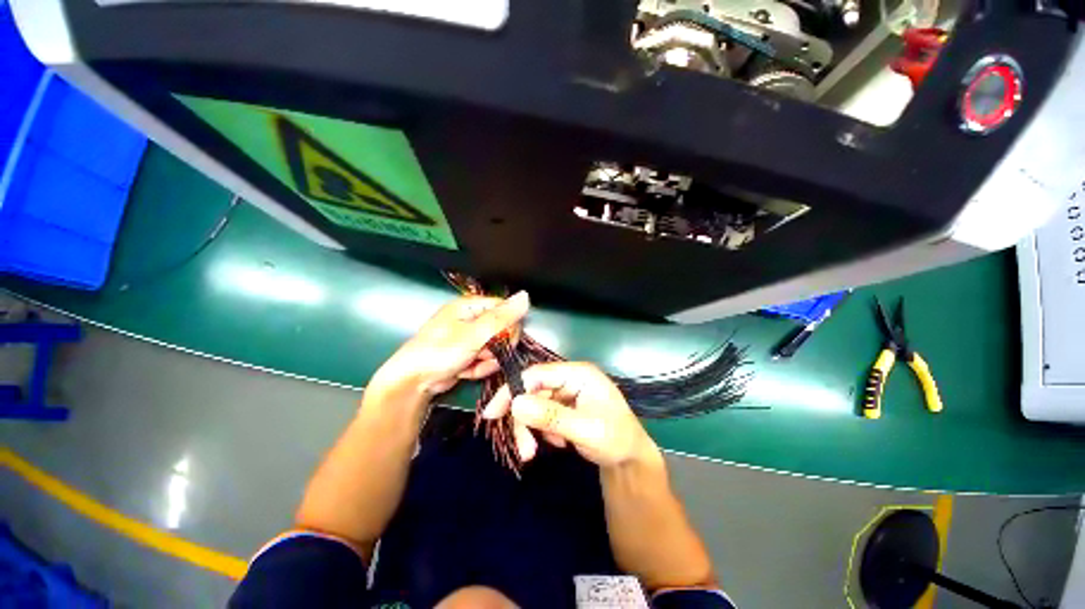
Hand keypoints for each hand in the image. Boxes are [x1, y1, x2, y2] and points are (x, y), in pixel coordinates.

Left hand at [372, 292, 530, 397]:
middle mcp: (472, 318)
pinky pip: (487, 358)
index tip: (505, 341)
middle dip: (496, 348)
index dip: (510, 326)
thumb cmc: (438, 353)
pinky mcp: (469, 353)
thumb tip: (526, 297)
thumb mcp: (473, 335)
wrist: (412, 383)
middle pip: (504, 329)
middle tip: (482, 354)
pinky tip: (465, 371)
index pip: (505, 309)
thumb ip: (501, 318)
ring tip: (470, 364)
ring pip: (497, 347)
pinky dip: (480, 367)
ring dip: (487, 360)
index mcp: (471, 306)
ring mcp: (471, 337)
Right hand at [481, 362, 659, 468]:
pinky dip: (541, 430)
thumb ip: (551, 416)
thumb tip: (516, 404)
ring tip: (536, 452)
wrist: (630, 458)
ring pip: (533, 404)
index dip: (513, 390)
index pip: (537, 374)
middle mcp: (569, 378)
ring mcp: (566, 391)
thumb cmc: (616, 439)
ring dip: (530, 428)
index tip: (492, 414)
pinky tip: (558, 443)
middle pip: (532, 390)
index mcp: (578, 373)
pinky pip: (540, 413)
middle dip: (523, 419)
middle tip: (524, 449)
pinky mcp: (563, 405)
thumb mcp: (585, 430)